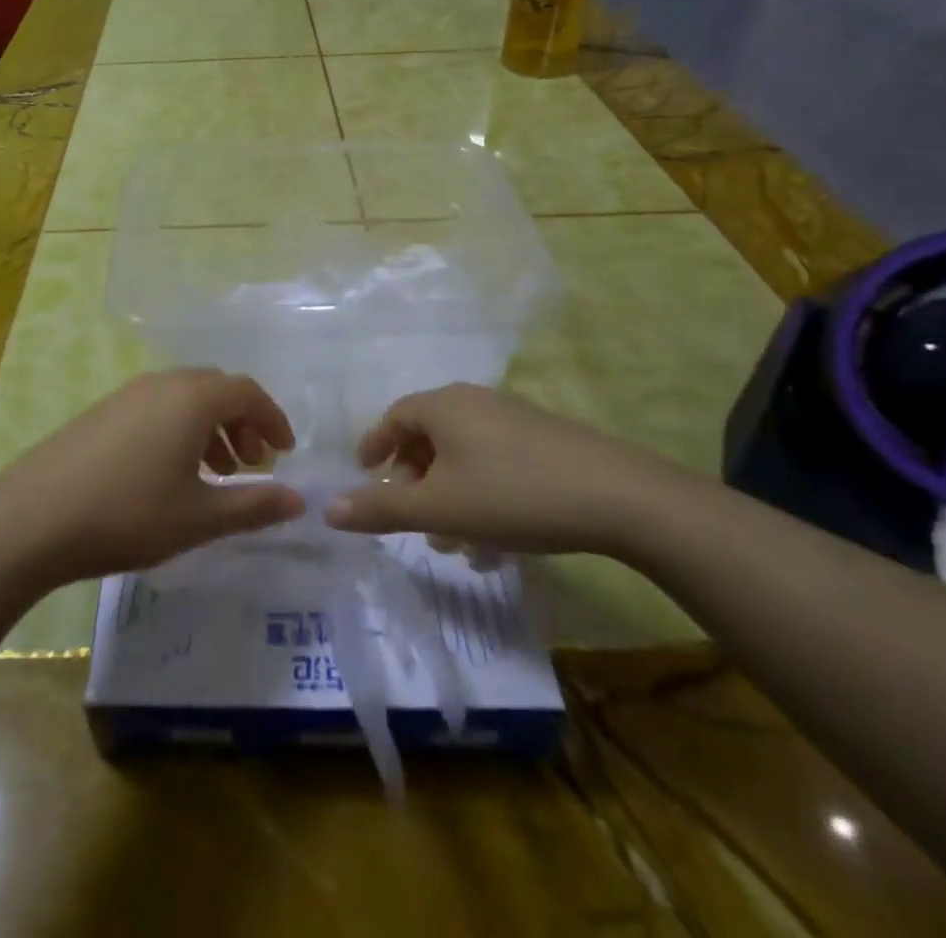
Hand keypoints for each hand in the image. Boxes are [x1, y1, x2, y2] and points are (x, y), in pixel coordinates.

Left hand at [0, 370, 303, 584]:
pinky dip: (179, 430)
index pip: (247, 391)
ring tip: (214, 474)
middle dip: (241, 423)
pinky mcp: (102, 411)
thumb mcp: (199, 517)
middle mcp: (162, 383)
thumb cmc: (128, 514)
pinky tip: (169, 473)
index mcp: (191, 398)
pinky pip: (156, 408)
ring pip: (184, 399)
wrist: (33, 518)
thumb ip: (254, 505)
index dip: (272, 419)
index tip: (284, 452)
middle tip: (250, 466)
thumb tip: (300, 500)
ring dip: (210, 428)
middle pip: (216, 389)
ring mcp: (127, 394)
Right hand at [323, 383, 677, 555]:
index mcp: (444, 405)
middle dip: (414, 481)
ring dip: (448, 496)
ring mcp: (514, 419)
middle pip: (429, 436)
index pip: (394, 416)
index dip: (375, 445)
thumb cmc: (512, 495)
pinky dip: (481, 495)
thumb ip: (380, 508)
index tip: (365, 474)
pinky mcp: (545, 441)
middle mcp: (475, 402)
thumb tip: (327, 508)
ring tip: (452, 544)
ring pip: (463, 455)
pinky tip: (494, 542)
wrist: (619, 497)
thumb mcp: (438, 508)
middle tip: (410, 519)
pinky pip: (495, 463)